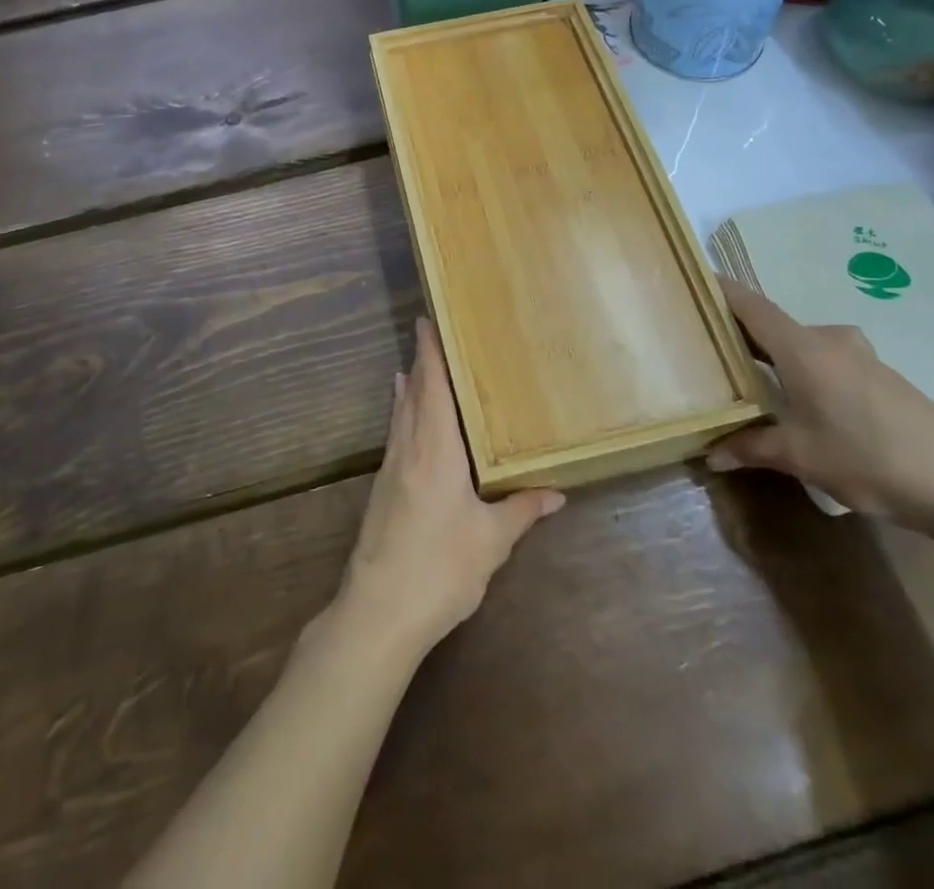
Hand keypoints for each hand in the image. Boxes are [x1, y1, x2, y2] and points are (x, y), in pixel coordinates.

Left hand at [340, 319, 564, 657]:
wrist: (378, 612)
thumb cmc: (440, 569)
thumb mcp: (490, 542)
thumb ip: (521, 511)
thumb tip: (556, 492)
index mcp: (435, 450)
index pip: (432, 388)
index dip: (430, 353)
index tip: (426, 321)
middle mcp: (409, 449)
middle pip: (413, 395)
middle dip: (421, 363)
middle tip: (430, 334)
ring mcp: (390, 470)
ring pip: (400, 415)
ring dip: (409, 388)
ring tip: (414, 367)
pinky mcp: (381, 491)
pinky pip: (395, 436)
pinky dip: (402, 416)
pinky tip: (406, 421)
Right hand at [706, 279, 933, 528]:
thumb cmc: (868, 458)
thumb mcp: (800, 457)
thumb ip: (750, 448)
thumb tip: (710, 455)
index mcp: (802, 348)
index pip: (750, 305)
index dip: (719, 290)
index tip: (690, 280)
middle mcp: (828, 340)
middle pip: (772, 324)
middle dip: (739, 332)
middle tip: (705, 345)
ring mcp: (858, 356)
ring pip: (800, 344)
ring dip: (772, 355)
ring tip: (744, 375)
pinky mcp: (879, 376)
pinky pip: (824, 360)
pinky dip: (800, 369)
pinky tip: (795, 400)